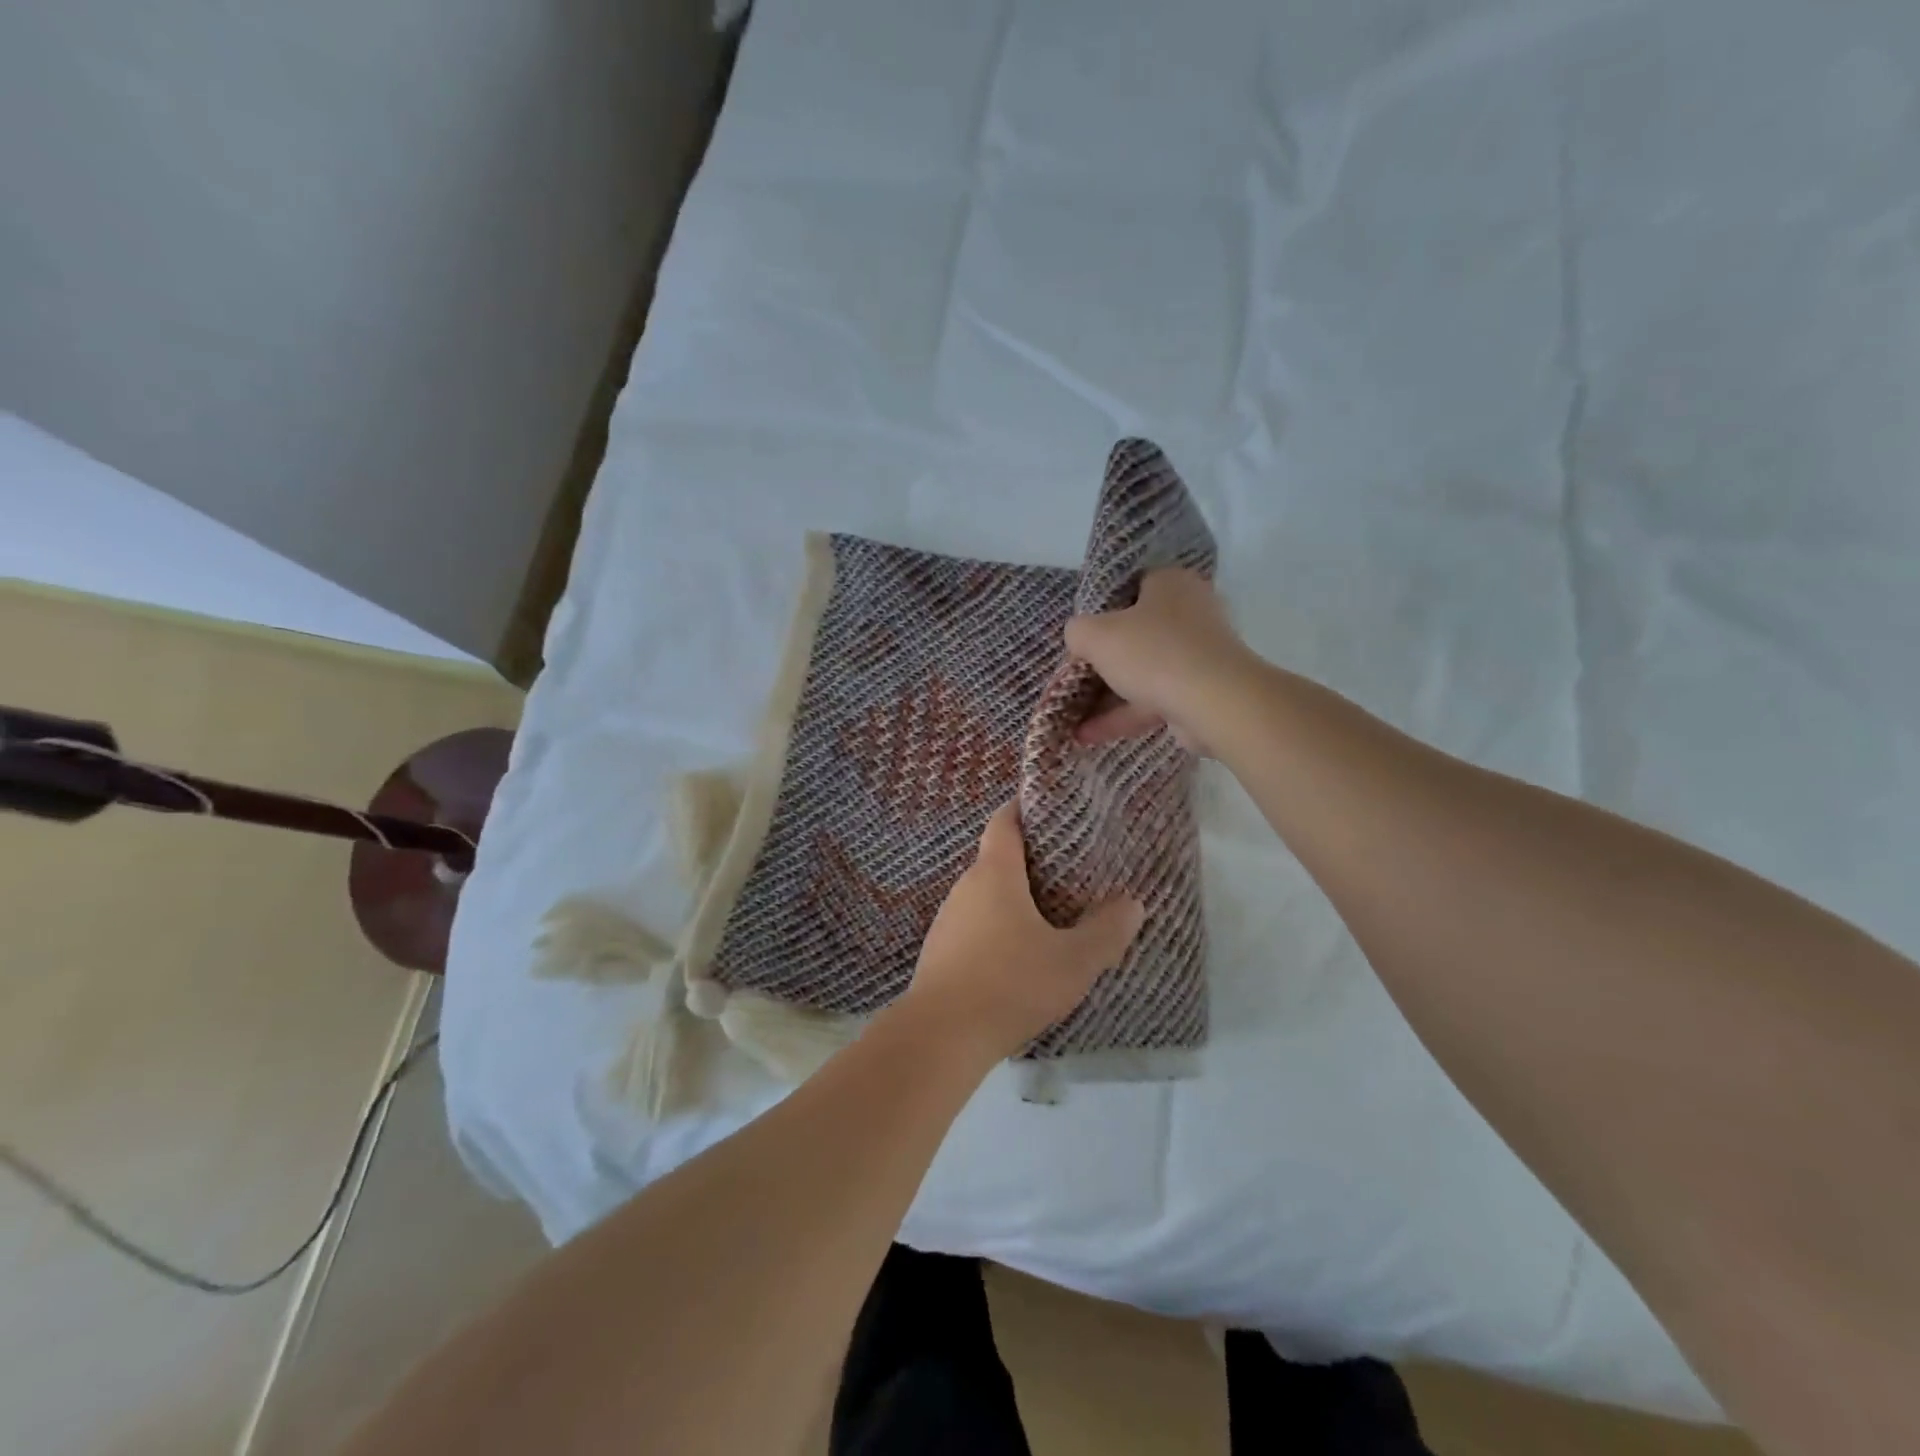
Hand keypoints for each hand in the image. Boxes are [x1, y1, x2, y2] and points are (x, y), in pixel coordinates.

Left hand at [899, 804, 1143, 1064]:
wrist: (940, 1036)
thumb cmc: (1010, 984)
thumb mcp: (1072, 962)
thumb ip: (1105, 932)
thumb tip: (1132, 903)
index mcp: (994, 874)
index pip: (1004, 822)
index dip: (1023, 809)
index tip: (1048, 808)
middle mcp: (965, 887)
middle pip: (996, 859)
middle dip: (1029, 861)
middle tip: (1067, 871)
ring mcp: (946, 920)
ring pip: (985, 896)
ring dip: (1012, 898)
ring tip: (1048, 914)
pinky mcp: (939, 952)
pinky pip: (973, 925)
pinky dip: (996, 928)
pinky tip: (1016, 955)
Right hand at [1064, 568, 1257, 748]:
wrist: (1214, 702)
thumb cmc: (1153, 653)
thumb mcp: (1096, 635)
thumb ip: (1078, 632)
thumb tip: (1079, 639)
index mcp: (1171, 584)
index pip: (1132, 587)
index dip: (1103, 610)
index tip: (1083, 634)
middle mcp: (1191, 613)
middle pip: (1137, 632)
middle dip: (1105, 658)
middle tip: (1077, 673)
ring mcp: (1199, 655)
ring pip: (1144, 671)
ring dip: (1108, 695)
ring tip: (1072, 713)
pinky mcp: (1201, 692)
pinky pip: (1154, 700)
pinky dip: (1123, 715)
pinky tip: (1088, 735)